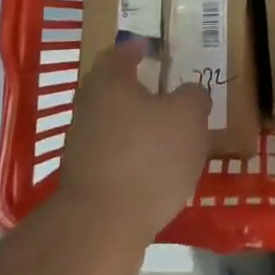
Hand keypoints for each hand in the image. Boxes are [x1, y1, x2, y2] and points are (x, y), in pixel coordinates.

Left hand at [57, 40, 210, 245]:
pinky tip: (152, 166)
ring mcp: (81, 144)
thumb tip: (190, 93)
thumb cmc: (148, 158)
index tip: (152, 47)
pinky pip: (110, 153)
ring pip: (111, 121)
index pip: (121, 53)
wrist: (102, 227)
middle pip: (111, 88)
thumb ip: (193, 97)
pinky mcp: (83, 178)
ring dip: (134, 122)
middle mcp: (89, 107)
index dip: (138, 48)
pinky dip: (129, 152)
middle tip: (163, 89)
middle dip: (135, 87)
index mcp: (110, 82)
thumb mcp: (188, 118)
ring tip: (164, 131)